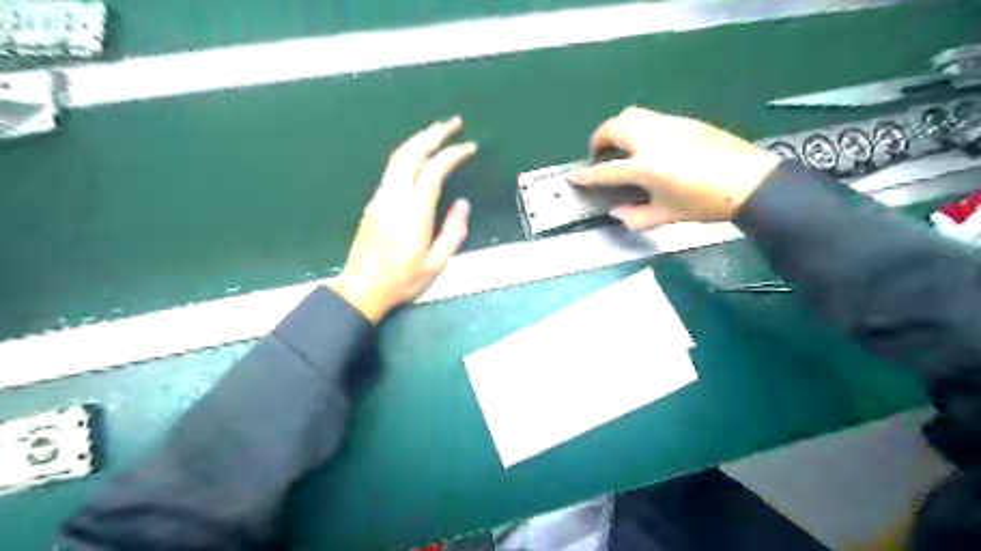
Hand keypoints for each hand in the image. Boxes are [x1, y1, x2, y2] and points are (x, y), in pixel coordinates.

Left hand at [327, 117, 476, 323]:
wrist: (361, 288)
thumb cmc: (402, 280)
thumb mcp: (436, 264)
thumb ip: (453, 233)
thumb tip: (462, 204)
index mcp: (414, 212)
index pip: (434, 170)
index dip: (452, 154)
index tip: (469, 147)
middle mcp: (394, 197)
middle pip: (412, 153)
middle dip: (433, 134)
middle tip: (453, 122)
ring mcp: (380, 197)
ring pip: (398, 157)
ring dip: (418, 139)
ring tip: (437, 131)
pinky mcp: (373, 202)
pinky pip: (392, 168)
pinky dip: (408, 153)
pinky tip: (418, 154)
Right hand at [568, 107, 782, 229]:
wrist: (748, 181)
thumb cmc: (705, 203)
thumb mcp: (667, 216)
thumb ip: (635, 217)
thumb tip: (617, 212)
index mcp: (646, 167)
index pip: (605, 170)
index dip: (586, 175)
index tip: (573, 176)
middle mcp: (652, 140)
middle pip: (613, 128)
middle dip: (598, 140)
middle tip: (600, 156)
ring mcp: (668, 125)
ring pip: (631, 115)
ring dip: (617, 128)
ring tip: (621, 146)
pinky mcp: (682, 120)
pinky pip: (650, 117)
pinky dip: (638, 127)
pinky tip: (647, 144)